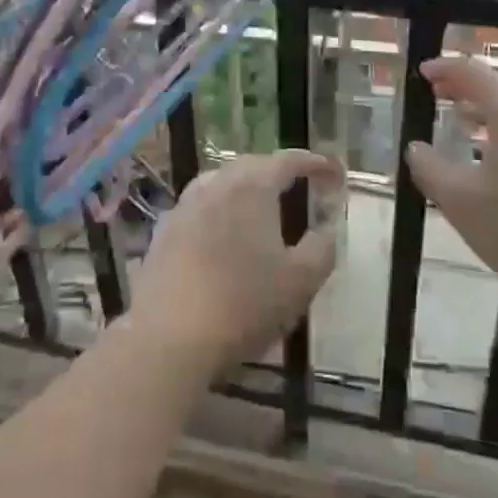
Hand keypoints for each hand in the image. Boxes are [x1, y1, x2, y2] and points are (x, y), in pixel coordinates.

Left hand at [133, 150, 342, 372]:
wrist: (169, 337)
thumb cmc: (244, 304)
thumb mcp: (300, 281)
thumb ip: (322, 247)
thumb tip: (328, 227)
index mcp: (252, 186)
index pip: (288, 161)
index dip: (314, 163)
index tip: (333, 171)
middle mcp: (216, 184)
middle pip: (252, 165)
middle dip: (278, 170)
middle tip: (299, 185)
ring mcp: (185, 205)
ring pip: (221, 182)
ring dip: (245, 186)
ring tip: (261, 206)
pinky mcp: (164, 230)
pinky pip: (200, 206)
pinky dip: (219, 209)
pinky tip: (223, 233)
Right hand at [405, 57, 497, 312]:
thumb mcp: (462, 203)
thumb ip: (431, 170)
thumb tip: (416, 148)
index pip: (472, 72)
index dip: (444, 69)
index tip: (423, 73)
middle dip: (465, 87)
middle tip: (437, 94)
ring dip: (487, 109)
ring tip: (461, 121)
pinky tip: (497, 156)